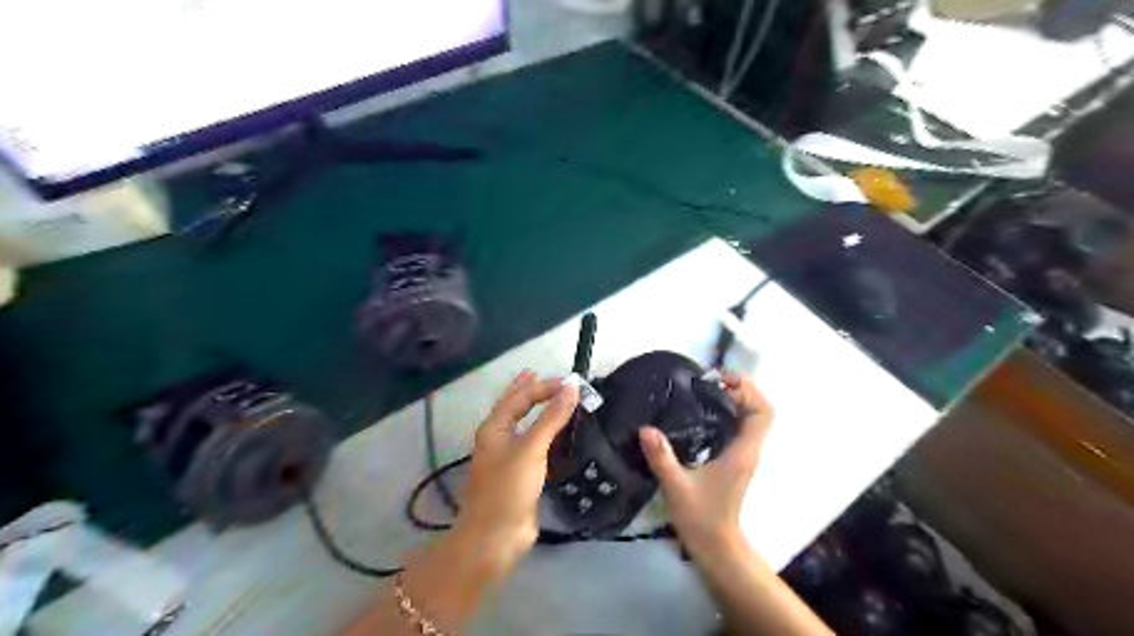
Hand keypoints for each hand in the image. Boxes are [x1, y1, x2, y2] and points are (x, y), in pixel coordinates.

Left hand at [456, 372, 579, 576]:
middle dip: (528, 391)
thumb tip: (571, 387)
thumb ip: (551, 417)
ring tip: (554, 399)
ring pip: (527, 427)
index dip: (543, 386)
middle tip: (541, 375)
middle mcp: (500, 439)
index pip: (520, 397)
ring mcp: (510, 459)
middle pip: (515, 408)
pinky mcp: (523, 476)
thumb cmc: (508, 487)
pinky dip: (548, 436)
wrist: (495, 538)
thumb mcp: (530, 448)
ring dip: (540, 413)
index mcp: (494, 428)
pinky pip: (537, 448)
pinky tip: (560, 435)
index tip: (571, 382)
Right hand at [636, 373, 771, 550]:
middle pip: (759, 410)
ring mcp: (743, 455)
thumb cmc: (701, 518)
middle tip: (708, 383)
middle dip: (740, 390)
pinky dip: (726, 414)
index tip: (719, 382)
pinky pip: (739, 428)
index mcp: (742, 452)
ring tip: (702, 392)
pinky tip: (699, 414)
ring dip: (733, 400)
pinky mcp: (735, 460)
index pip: (763, 412)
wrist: (716, 547)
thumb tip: (645, 428)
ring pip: (750, 418)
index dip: (747, 390)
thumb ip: (662, 457)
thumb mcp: (676, 486)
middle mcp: (748, 450)